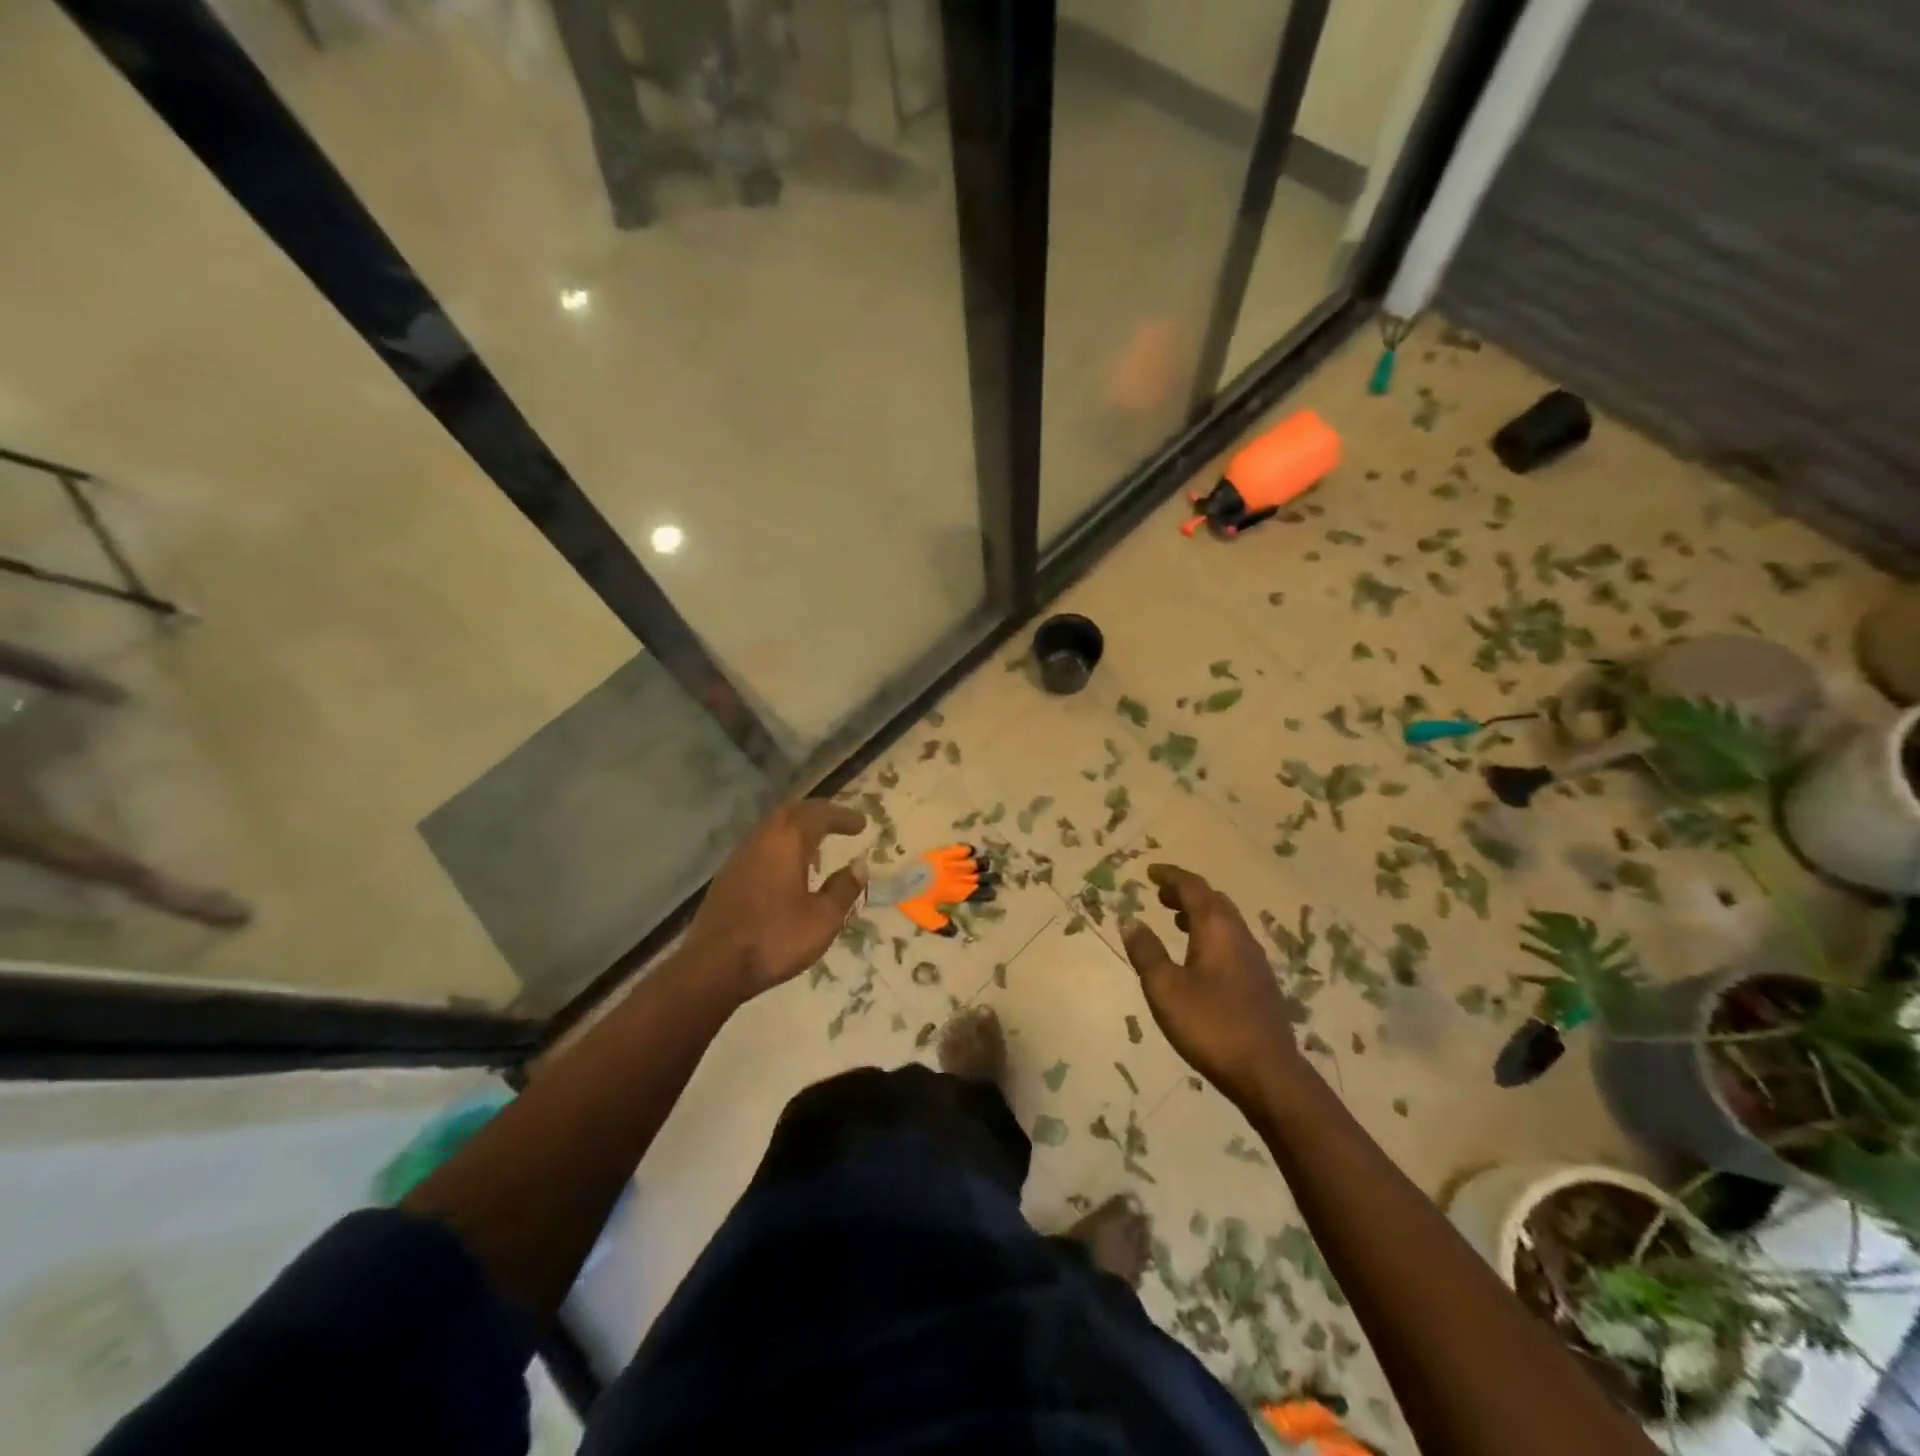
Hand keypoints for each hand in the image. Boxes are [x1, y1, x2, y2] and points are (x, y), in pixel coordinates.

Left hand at [683, 800, 868, 1000]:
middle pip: (792, 812)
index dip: (842, 816)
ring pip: (772, 827)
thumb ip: (844, 889)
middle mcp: (761, 839)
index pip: (819, 815)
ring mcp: (740, 857)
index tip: (862, 824)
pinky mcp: (727, 876)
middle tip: (838, 822)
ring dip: (797, 828)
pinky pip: (760, 846)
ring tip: (816, 841)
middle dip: (818, 813)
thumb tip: (859, 866)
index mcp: (787, 842)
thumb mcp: (823, 918)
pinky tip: (787, 866)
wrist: (713, 966)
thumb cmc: (775, 938)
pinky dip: (780, 845)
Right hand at [1120, 864, 1303, 1107]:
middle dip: (1186, 893)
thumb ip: (1146, 951)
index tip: (1150, 871)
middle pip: (1213, 901)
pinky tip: (1199, 958)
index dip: (1171, 876)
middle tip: (1160, 895)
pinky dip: (1210, 935)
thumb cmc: (1210, 1025)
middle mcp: (1240, 936)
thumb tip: (1130, 920)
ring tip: (1174, 921)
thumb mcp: (1165, 988)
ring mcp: (1255, 960)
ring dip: (1199, 914)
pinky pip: (1232, 942)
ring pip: (1226, 922)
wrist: (1268, 1073)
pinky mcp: (1260, 983)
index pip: (1193, 887)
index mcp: (1217, 929)